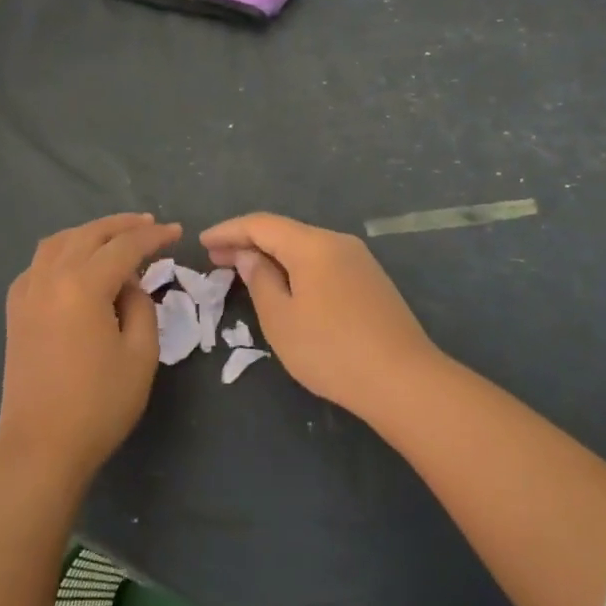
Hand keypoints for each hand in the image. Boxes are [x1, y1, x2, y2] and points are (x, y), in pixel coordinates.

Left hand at [0, 213, 180, 487]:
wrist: (41, 448)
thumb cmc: (98, 405)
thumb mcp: (140, 355)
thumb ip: (140, 306)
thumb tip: (127, 284)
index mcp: (83, 285)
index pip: (125, 246)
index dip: (154, 236)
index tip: (176, 232)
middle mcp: (50, 277)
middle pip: (89, 234)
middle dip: (122, 225)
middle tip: (150, 225)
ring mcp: (27, 292)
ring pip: (59, 242)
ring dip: (89, 232)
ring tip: (114, 236)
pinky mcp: (15, 310)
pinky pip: (38, 264)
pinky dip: (61, 252)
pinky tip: (75, 264)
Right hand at [200, 213, 440, 419]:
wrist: (404, 380)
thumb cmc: (332, 351)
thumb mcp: (281, 320)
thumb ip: (260, 280)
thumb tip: (249, 256)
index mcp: (312, 245)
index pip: (261, 224)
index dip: (229, 230)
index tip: (202, 241)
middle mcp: (337, 242)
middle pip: (284, 232)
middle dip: (247, 242)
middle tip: (215, 258)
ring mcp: (358, 260)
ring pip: (304, 248)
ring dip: (272, 256)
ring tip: (244, 272)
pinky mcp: (370, 281)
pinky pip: (322, 263)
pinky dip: (295, 268)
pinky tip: (285, 286)